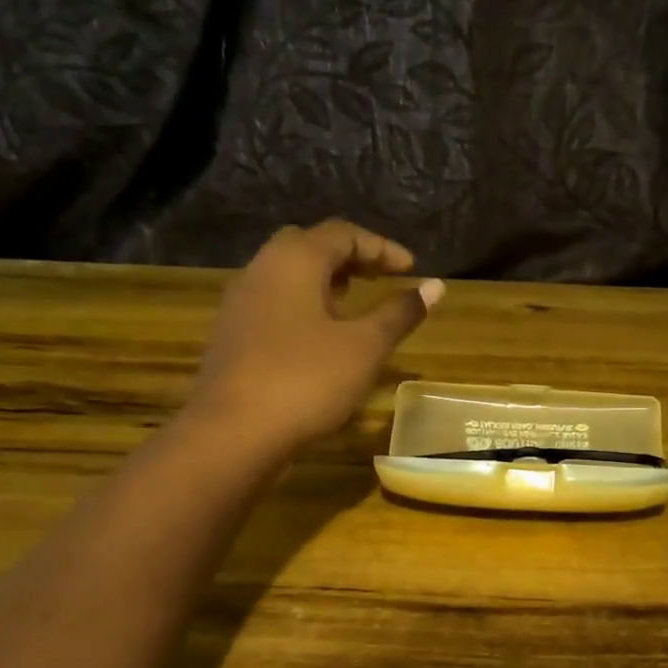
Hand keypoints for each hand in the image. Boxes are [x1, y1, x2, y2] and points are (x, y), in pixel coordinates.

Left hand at [193, 220, 443, 449]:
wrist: (233, 433)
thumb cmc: (306, 380)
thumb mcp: (364, 347)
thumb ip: (399, 313)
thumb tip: (436, 286)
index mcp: (294, 260)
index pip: (343, 234)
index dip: (381, 248)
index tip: (411, 269)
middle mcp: (261, 269)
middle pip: (309, 246)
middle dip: (349, 259)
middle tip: (379, 278)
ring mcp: (239, 303)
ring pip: (287, 276)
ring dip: (324, 283)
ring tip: (354, 307)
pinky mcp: (231, 336)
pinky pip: (273, 304)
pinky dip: (303, 307)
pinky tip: (319, 339)